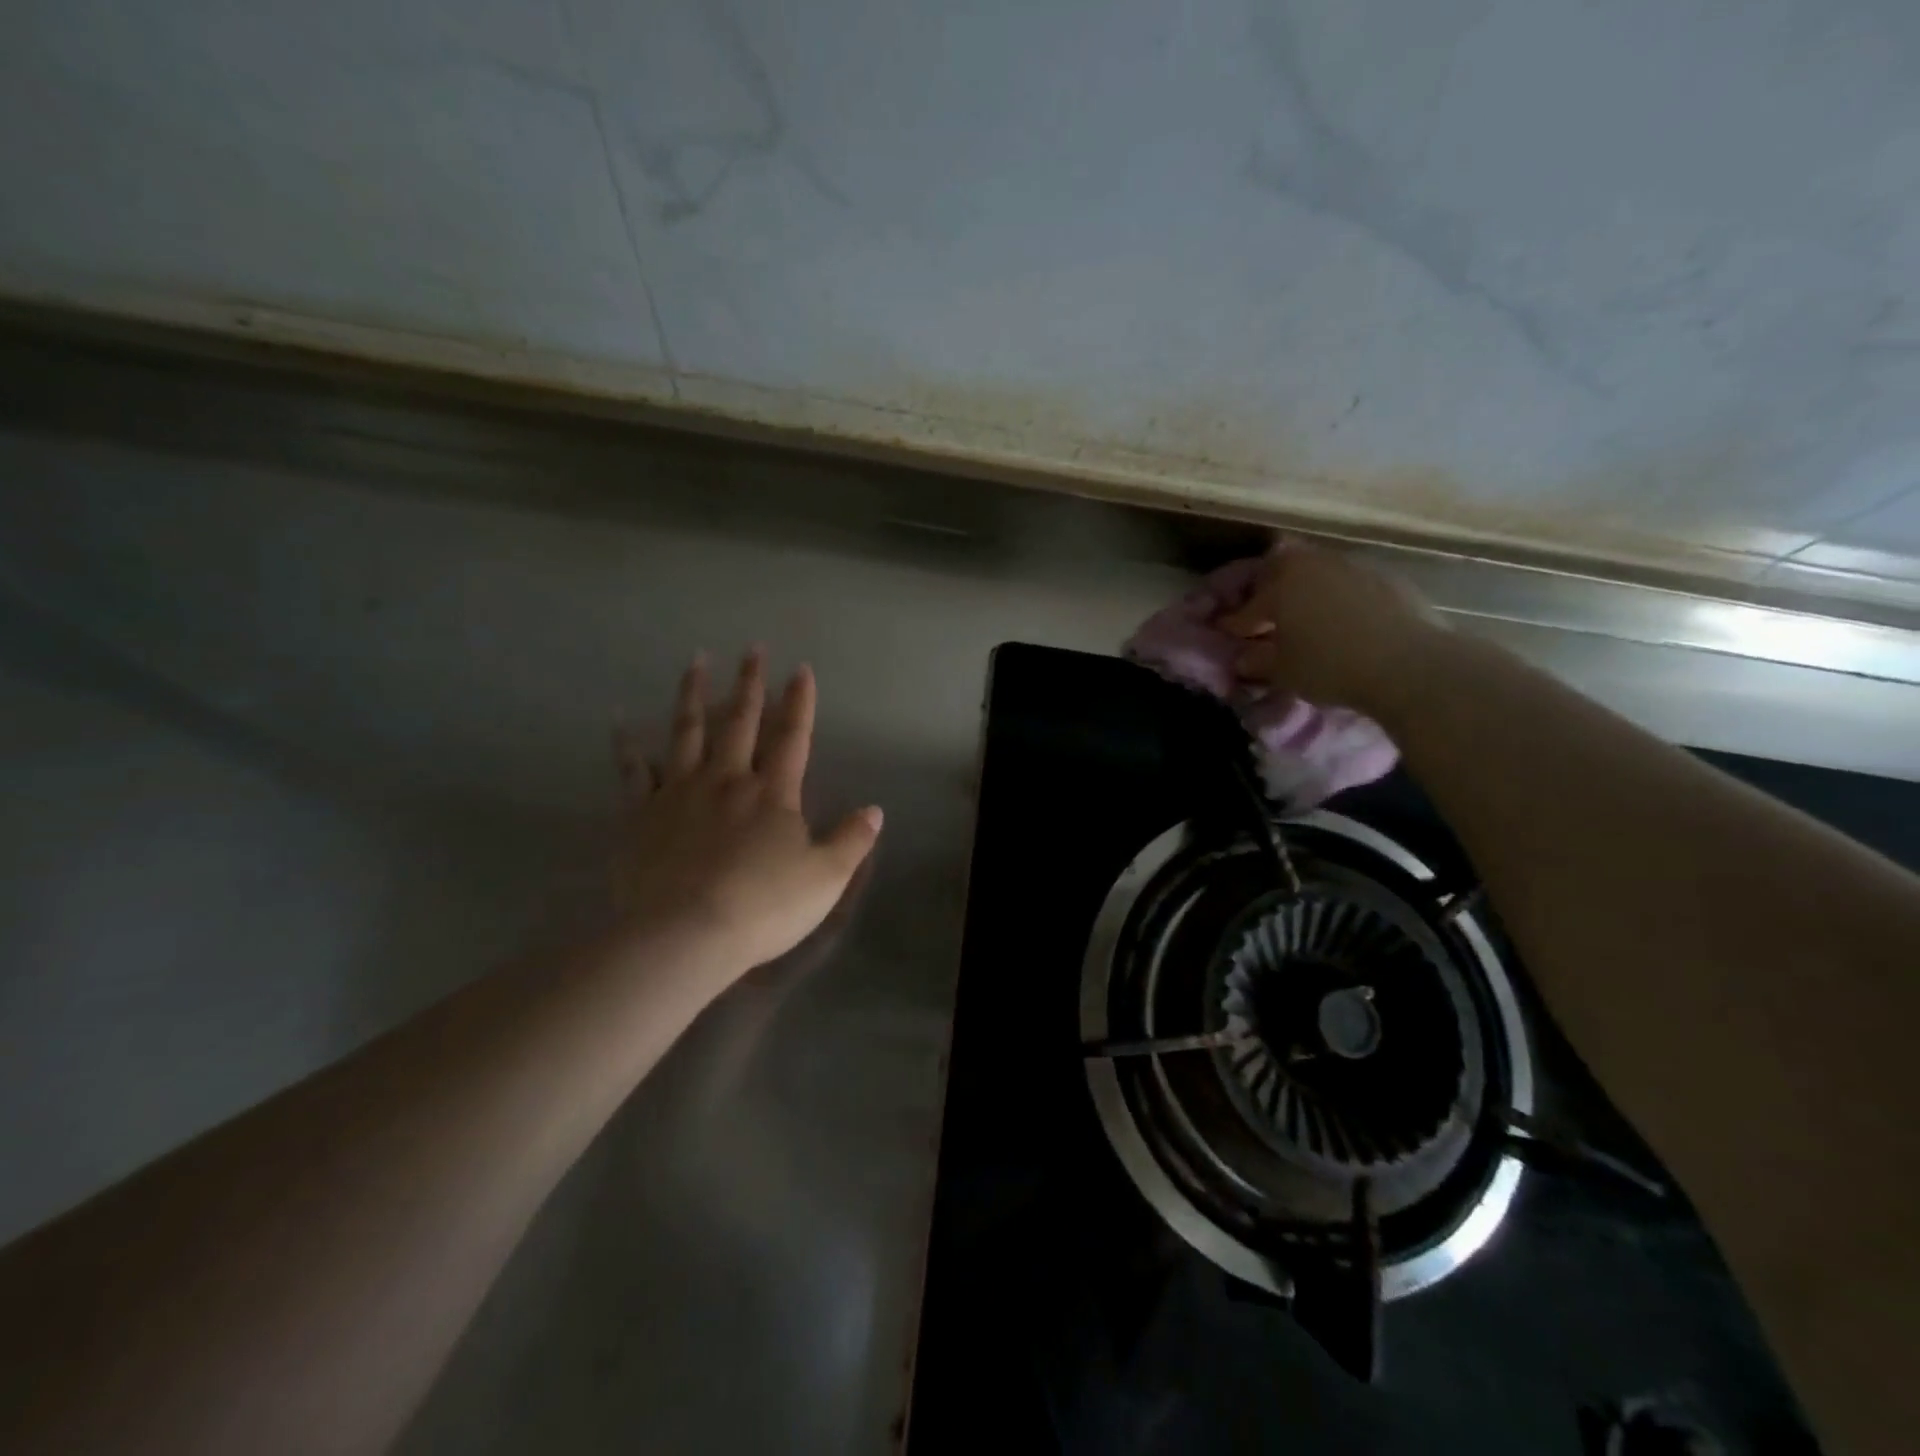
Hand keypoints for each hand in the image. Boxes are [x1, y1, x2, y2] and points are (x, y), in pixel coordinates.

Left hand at [612, 648, 882, 982]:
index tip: (801, 669)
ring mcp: (679, 793)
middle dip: (749, 684)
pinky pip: (633, 772)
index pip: (792, 736)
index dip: (799, 702)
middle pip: (739, 721)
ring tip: (695, 661)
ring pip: (686, 732)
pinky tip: (621, 723)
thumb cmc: (764, 906)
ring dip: (692, 694)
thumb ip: (851, 840)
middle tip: (752, 649)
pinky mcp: (641, 815)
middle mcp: (726, 780)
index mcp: (772, 792)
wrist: (686, 935)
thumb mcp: (825, 878)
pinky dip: (628, 747)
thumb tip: (874, 810)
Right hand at [1217, 542, 1447, 717]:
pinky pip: (1350, 583)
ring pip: (1317, 572)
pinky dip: (1339, 597)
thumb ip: (1257, 661)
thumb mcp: (1283, 672)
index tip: (1225, 634)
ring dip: (1306, 590)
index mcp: (1281, 584)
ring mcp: (1354, 566)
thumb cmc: (1331, 666)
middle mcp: (1314, 564)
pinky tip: (1343, 620)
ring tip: (1305, 616)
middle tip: (1263, 615)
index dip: (1233, 624)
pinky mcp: (1388, 578)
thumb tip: (1243, 658)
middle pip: (1281, 570)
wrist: (1409, 664)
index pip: (1247, 608)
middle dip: (1267, 590)